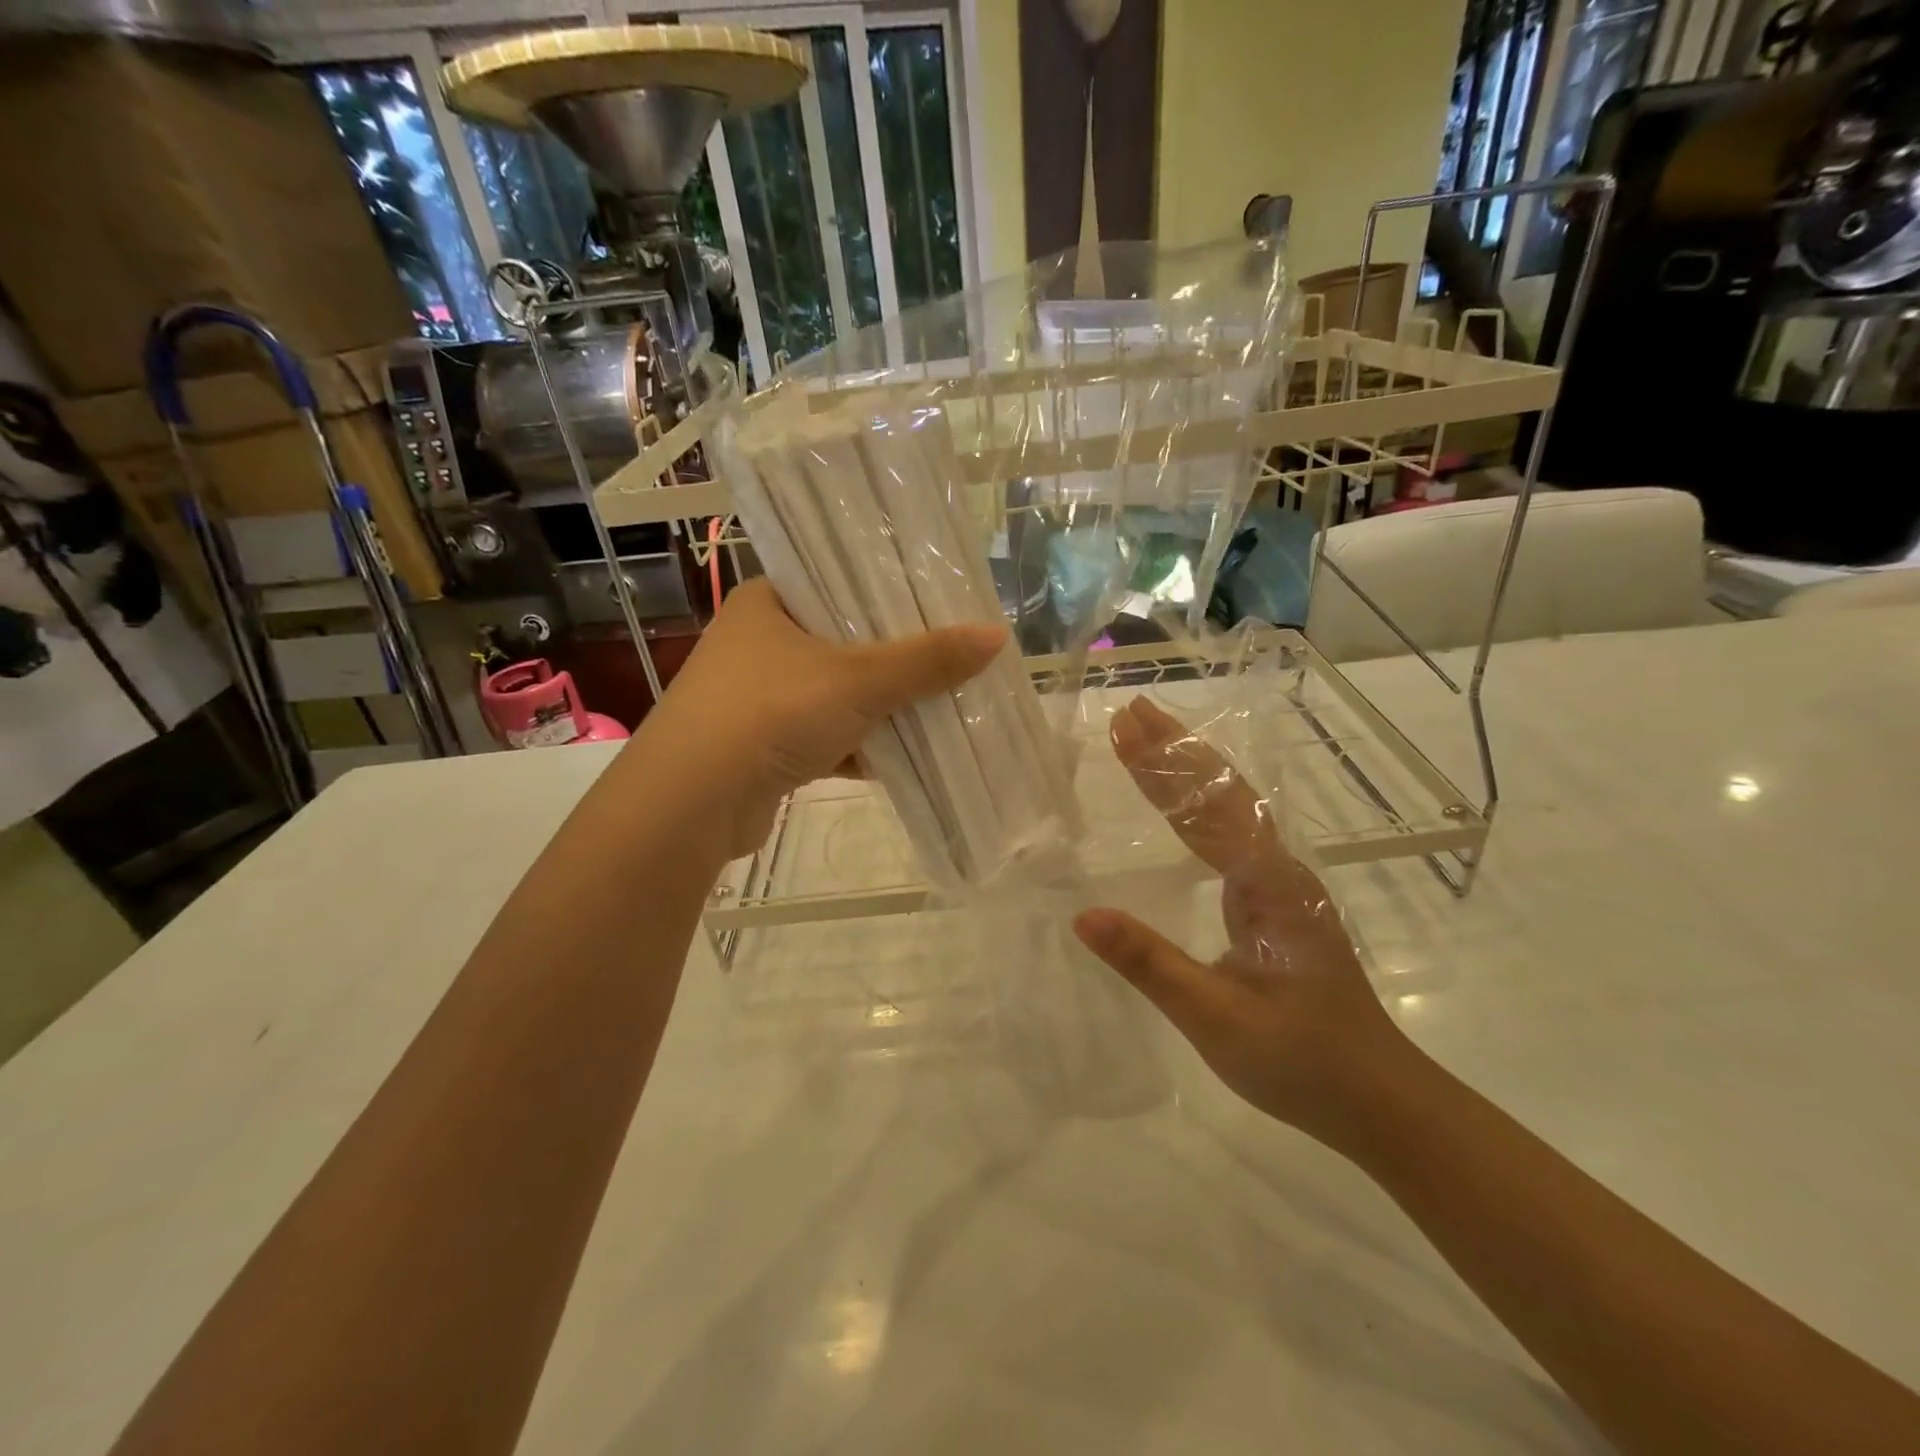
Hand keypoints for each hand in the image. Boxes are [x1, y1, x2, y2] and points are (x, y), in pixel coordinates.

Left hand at [645, 579, 1006, 859]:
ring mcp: (757, 698)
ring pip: (836, 694)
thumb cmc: (771, 714)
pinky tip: (898, 759)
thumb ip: (927, 660)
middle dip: (894, 660)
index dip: (889, 592)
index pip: (838, 581)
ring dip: (880, 709)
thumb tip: (997, 636)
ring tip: (938, 707)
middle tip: (950, 656)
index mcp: (768, 603)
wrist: (692, 804)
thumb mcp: (858, 680)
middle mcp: (758, 643)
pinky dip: (857, 747)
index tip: (938, 603)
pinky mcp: (762, 746)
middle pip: (843, 641)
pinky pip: (823, 736)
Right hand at [1072, 698, 1412, 1148]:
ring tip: (1150, 737)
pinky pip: (1232, 837)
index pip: (1204, 810)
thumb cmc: (1302, 1060)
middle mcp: (1277, 871)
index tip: (1123, 726)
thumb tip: (1083, 916)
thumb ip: (1151, 964)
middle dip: (1175, 750)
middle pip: (1222, 793)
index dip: (1161, 767)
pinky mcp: (1276, 904)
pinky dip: (1200, 806)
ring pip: (1230, 810)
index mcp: (1267, 885)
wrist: (1380, 1100)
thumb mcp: (1216, 1018)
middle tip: (1131, 711)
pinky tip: (1185, 806)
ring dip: (1189, 770)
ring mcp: (1280, 885)